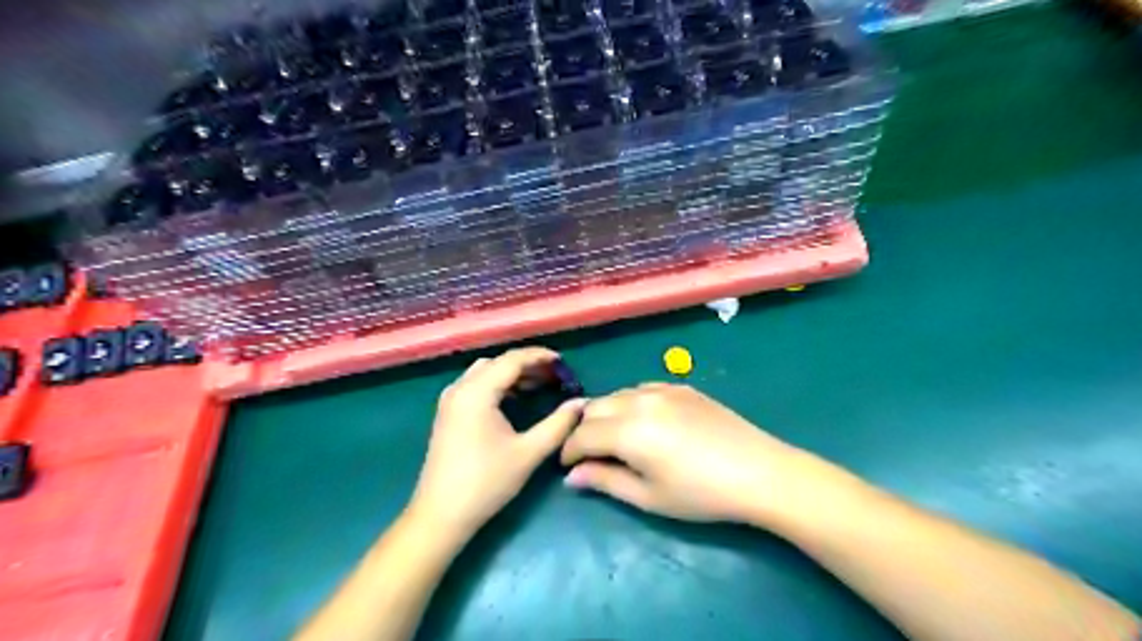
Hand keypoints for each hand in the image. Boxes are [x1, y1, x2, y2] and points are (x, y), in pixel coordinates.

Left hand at [410, 346, 588, 534]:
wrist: (440, 515)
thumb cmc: (486, 482)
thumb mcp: (528, 453)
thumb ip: (558, 424)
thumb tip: (581, 403)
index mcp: (476, 392)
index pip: (512, 360)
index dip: (540, 357)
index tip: (564, 362)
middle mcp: (460, 388)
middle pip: (497, 363)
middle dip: (527, 365)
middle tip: (555, 375)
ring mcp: (450, 401)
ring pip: (485, 373)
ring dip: (512, 374)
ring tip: (540, 385)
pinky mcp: (448, 414)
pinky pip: (476, 386)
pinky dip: (498, 385)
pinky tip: (515, 400)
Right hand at [558, 382, 807, 521]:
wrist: (759, 472)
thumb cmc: (700, 494)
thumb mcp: (648, 496)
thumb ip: (605, 481)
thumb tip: (572, 476)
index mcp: (628, 430)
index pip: (582, 435)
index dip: (568, 452)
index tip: (568, 468)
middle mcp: (639, 401)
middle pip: (594, 407)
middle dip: (584, 430)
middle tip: (591, 455)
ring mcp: (662, 389)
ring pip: (617, 394)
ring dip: (606, 414)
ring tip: (616, 439)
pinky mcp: (681, 387)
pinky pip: (642, 388)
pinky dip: (631, 403)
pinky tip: (644, 422)